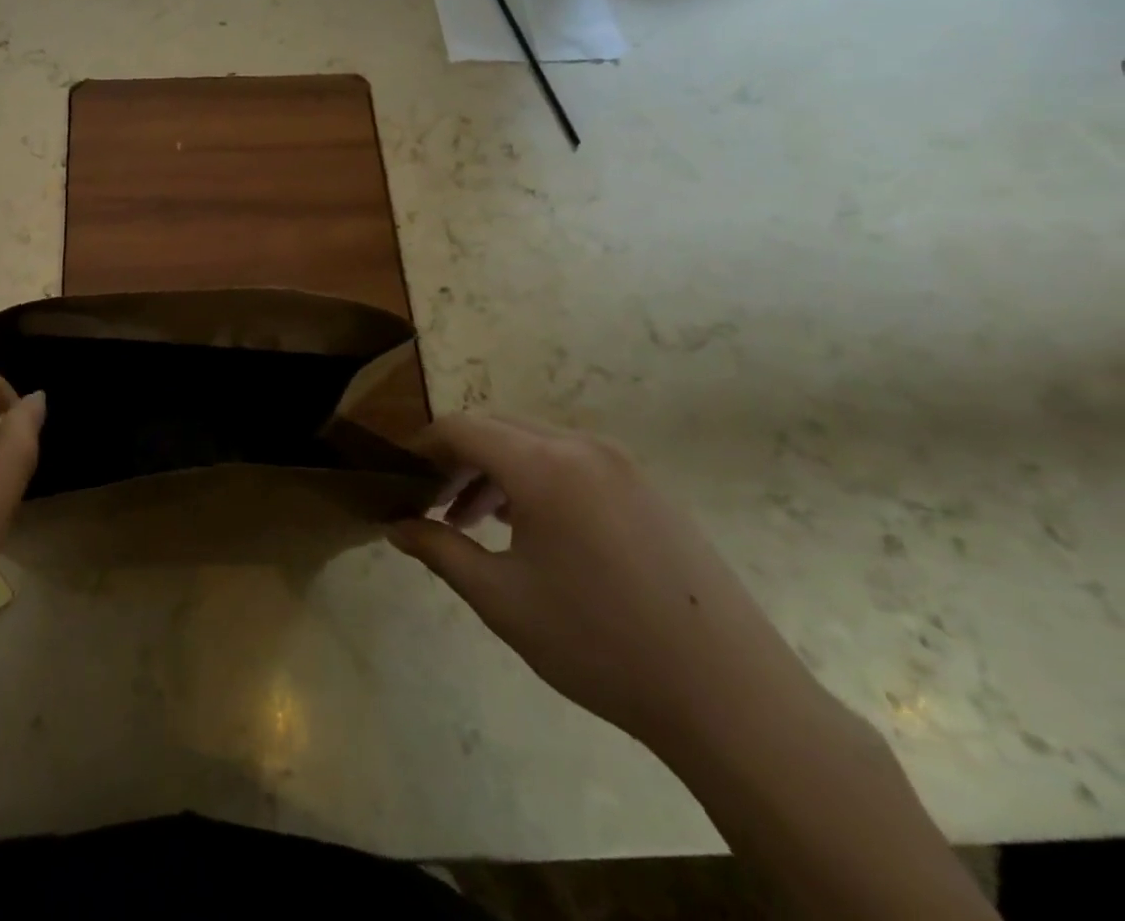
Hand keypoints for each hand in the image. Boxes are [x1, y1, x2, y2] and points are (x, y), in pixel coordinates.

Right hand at [389, 412, 822, 759]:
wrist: (732, 699)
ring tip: (474, 522)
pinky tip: (532, 530)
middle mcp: (582, 447)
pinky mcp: (649, 489)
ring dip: (496, 470)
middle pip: (497, 429)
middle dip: (457, 459)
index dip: (422, 446)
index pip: (461, 428)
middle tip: (431, 503)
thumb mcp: (502, 599)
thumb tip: (395, 526)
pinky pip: (573, 463)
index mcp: (544, 465)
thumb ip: (439, 550)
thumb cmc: (600, 643)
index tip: (397, 474)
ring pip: (535, 445)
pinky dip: (537, 480)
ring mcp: (623, 465)